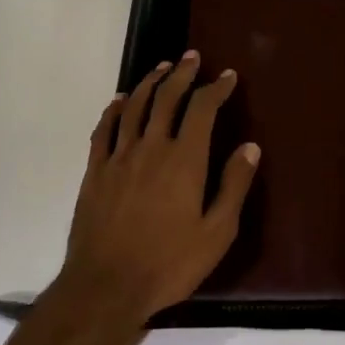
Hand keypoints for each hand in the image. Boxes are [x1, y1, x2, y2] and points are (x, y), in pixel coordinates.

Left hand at [50, 51, 260, 330]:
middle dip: (182, 74)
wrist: (106, 286)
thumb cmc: (169, 264)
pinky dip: (115, 109)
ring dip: (150, 83)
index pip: (202, 110)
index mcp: (184, 160)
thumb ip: (233, 186)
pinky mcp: (95, 172)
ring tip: (161, 68)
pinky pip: (104, 129)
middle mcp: (151, 148)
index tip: (227, 76)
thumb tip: (250, 147)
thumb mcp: (216, 233)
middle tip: (192, 57)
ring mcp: (119, 157)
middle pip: (166, 98)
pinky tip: (121, 101)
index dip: (216, 88)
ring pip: (135, 107)